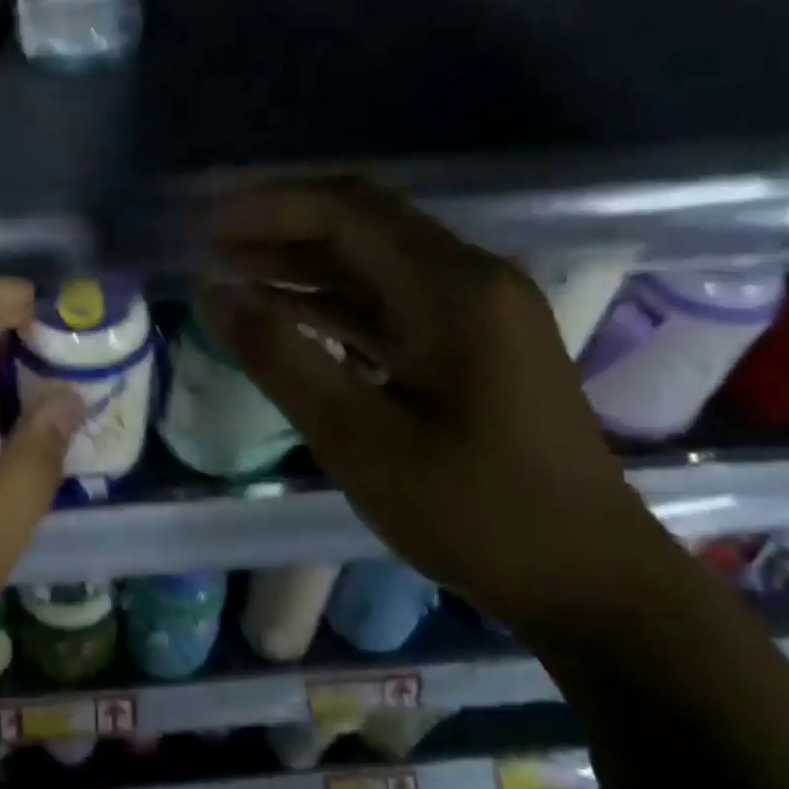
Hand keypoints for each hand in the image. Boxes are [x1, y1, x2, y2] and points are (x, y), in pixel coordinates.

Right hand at [199, 177, 669, 631]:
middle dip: (276, 223)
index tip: (199, 221)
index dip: (265, 206)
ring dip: (298, 261)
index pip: (346, 211)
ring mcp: (475, 310)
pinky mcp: (469, 343)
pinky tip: (280, 310)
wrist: (588, 582)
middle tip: (202, 238)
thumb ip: (281, 358)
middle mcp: (470, 278)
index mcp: (455, 288)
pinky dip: (328, 300)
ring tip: (224, 268)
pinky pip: (387, 301)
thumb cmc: (476, 514)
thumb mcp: (360, 440)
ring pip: (371, 261)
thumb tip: (213, 294)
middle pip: (360, 223)